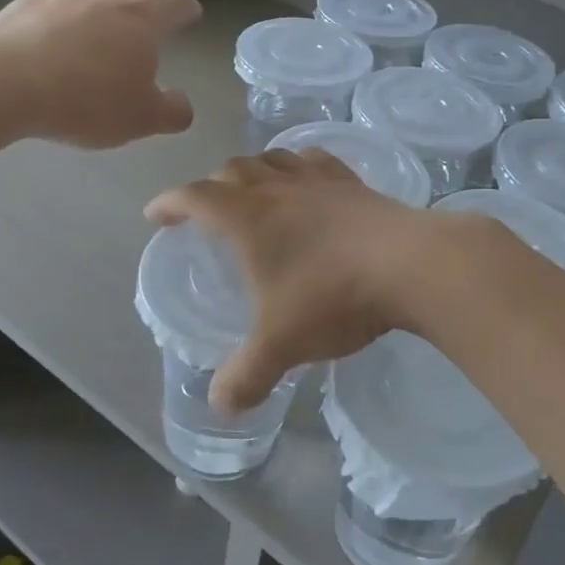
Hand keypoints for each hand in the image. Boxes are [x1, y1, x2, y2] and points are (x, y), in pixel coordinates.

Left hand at [0, 0, 201, 148]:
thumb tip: (183, 106)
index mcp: (142, 19)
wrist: (6, 84)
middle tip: (152, 6)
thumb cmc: (86, 101)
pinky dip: (62, 6)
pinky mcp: (25, 4)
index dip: (186, 7)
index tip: (191, 14)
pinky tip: (54, 21)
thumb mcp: (140, 119)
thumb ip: (171, 112)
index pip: (174, 1)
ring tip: (106, 5)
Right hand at [146, 150, 464, 411]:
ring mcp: (319, 181)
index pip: (195, 196)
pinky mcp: (354, 184)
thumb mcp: (282, 345)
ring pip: (274, 158)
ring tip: (252, 189)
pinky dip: (300, 164)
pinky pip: (317, 161)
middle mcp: (279, 188)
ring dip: (254, 169)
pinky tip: (307, 178)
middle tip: (206, 210)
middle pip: (233, 170)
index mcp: (248, 218)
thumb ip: (247, 376)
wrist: (409, 265)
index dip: (170, 203)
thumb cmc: (333, 297)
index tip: (155, 215)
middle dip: (211, 186)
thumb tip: (220, 406)